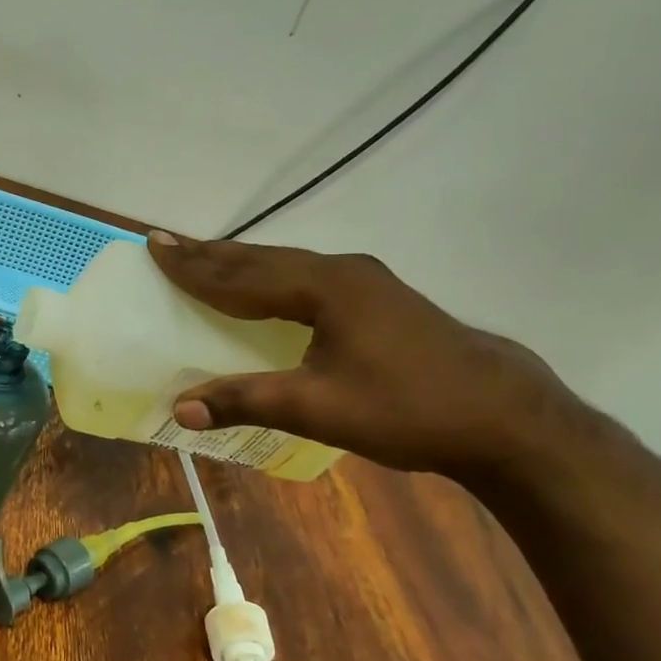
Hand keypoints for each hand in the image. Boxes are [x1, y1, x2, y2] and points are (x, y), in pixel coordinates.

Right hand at [147, 233, 580, 481]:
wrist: (505, 418)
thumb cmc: (408, 409)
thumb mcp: (320, 408)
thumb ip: (247, 401)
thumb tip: (180, 410)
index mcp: (324, 288)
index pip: (241, 275)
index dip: (194, 265)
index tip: (154, 246)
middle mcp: (342, 272)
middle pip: (261, 259)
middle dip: (211, 254)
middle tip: (167, 243)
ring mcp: (365, 281)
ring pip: (286, 265)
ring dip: (241, 263)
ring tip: (204, 258)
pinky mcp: (378, 298)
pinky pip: (306, 276)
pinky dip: (271, 276)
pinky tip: (267, 286)